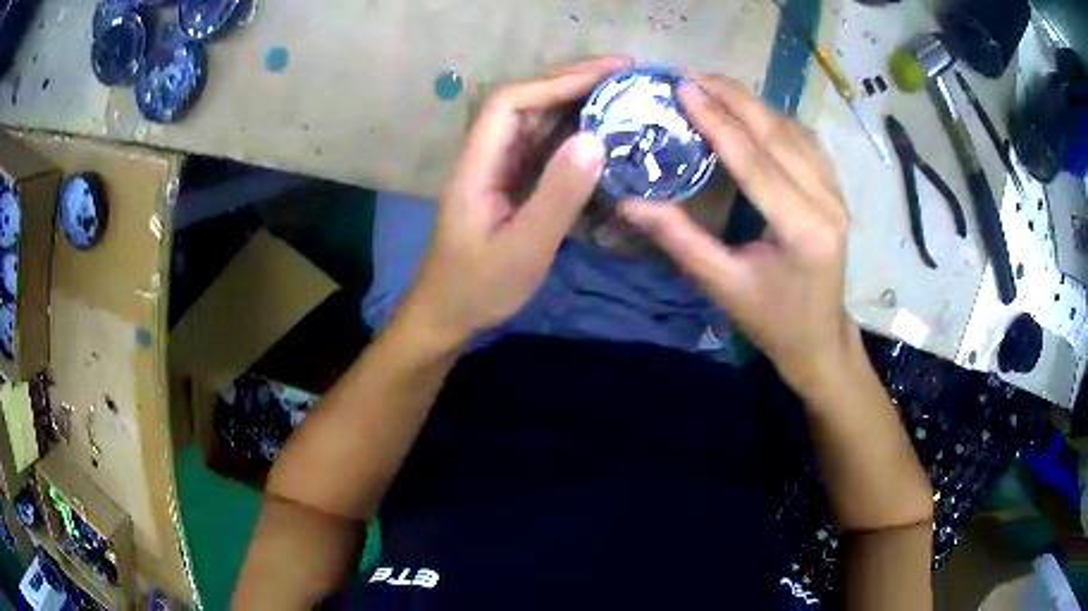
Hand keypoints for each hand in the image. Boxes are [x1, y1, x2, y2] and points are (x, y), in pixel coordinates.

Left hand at [398, 56, 632, 346]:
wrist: (449, 316)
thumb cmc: (479, 287)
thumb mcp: (524, 247)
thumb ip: (558, 196)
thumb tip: (595, 138)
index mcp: (478, 164)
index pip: (511, 102)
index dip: (556, 81)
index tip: (606, 75)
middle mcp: (488, 156)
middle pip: (526, 103)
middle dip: (572, 82)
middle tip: (625, 74)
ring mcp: (501, 170)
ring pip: (538, 123)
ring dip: (578, 104)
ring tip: (623, 95)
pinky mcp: (514, 186)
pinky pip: (546, 150)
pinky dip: (576, 136)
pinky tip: (605, 134)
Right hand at [620, 74, 855, 390]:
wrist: (820, 340)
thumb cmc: (772, 321)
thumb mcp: (722, 286)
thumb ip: (679, 238)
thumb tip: (628, 201)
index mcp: (802, 228)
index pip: (755, 160)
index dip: (716, 121)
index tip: (682, 88)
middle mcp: (827, 201)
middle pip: (778, 133)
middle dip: (734, 98)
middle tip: (691, 76)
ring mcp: (836, 193)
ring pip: (794, 131)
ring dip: (753, 103)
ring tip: (713, 87)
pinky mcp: (836, 192)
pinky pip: (806, 142)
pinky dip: (775, 119)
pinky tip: (751, 112)